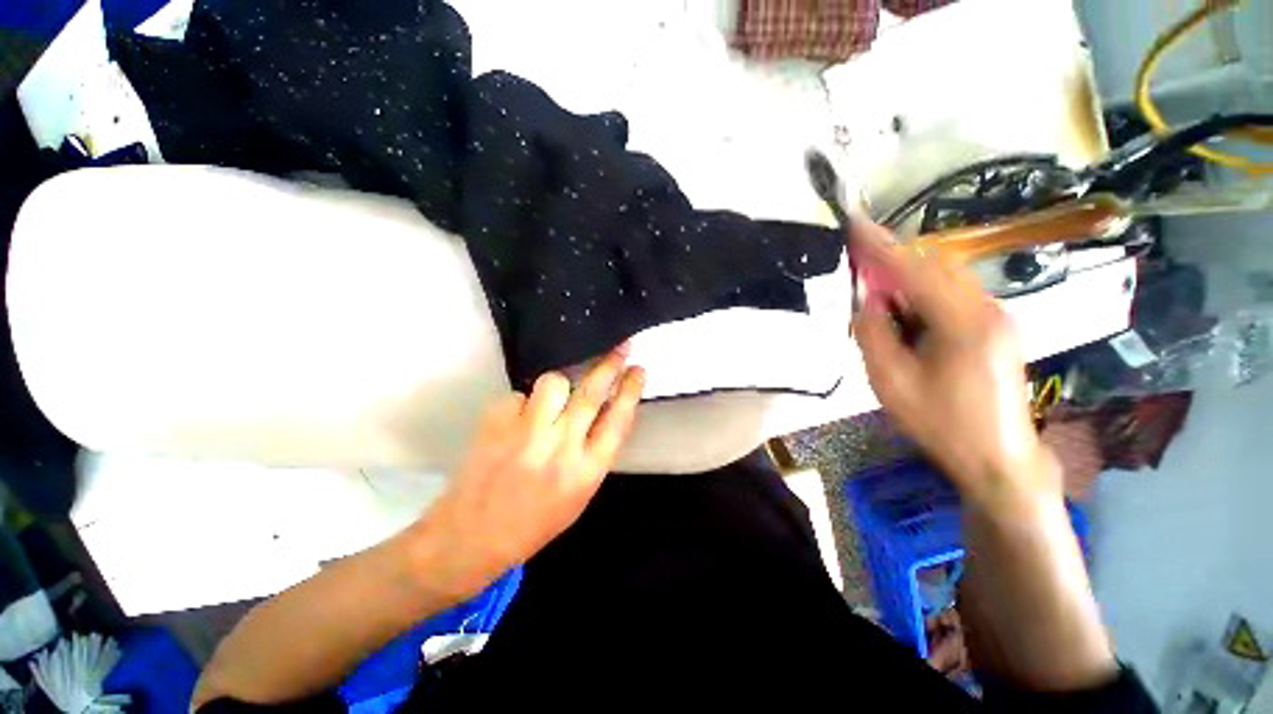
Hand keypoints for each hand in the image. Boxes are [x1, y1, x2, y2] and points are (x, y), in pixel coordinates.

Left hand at [417, 344, 645, 597]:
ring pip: (553, 382)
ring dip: (558, 386)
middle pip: (591, 393)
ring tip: (550, 403)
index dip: (631, 390)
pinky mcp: (495, 423)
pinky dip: (522, 405)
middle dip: (610, 365)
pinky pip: (519, 395)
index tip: (639, 369)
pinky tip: (514, 425)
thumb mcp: (580, 493)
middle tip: (621, 346)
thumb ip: (595, 451)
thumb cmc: (536, 520)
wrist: (473, 536)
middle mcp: (560, 448)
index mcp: (587, 471)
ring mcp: (526, 434)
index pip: (618, 420)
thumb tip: (606, 409)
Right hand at [850, 221, 1058, 511]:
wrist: (997, 457)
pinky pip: (954, 292)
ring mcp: (997, 315)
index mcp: (963, 323)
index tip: (853, 223)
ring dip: (907, 274)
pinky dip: (923, 290)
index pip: (914, 269)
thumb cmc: (940, 423)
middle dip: (892, 257)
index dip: (880, 245)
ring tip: (877, 288)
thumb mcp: (890, 382)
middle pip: (934, 264)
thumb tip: (867, 300)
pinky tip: (905, 309)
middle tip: (857, 261)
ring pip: (945, 275)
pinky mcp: (996, 325)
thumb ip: (873, 333)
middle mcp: (987, 308)